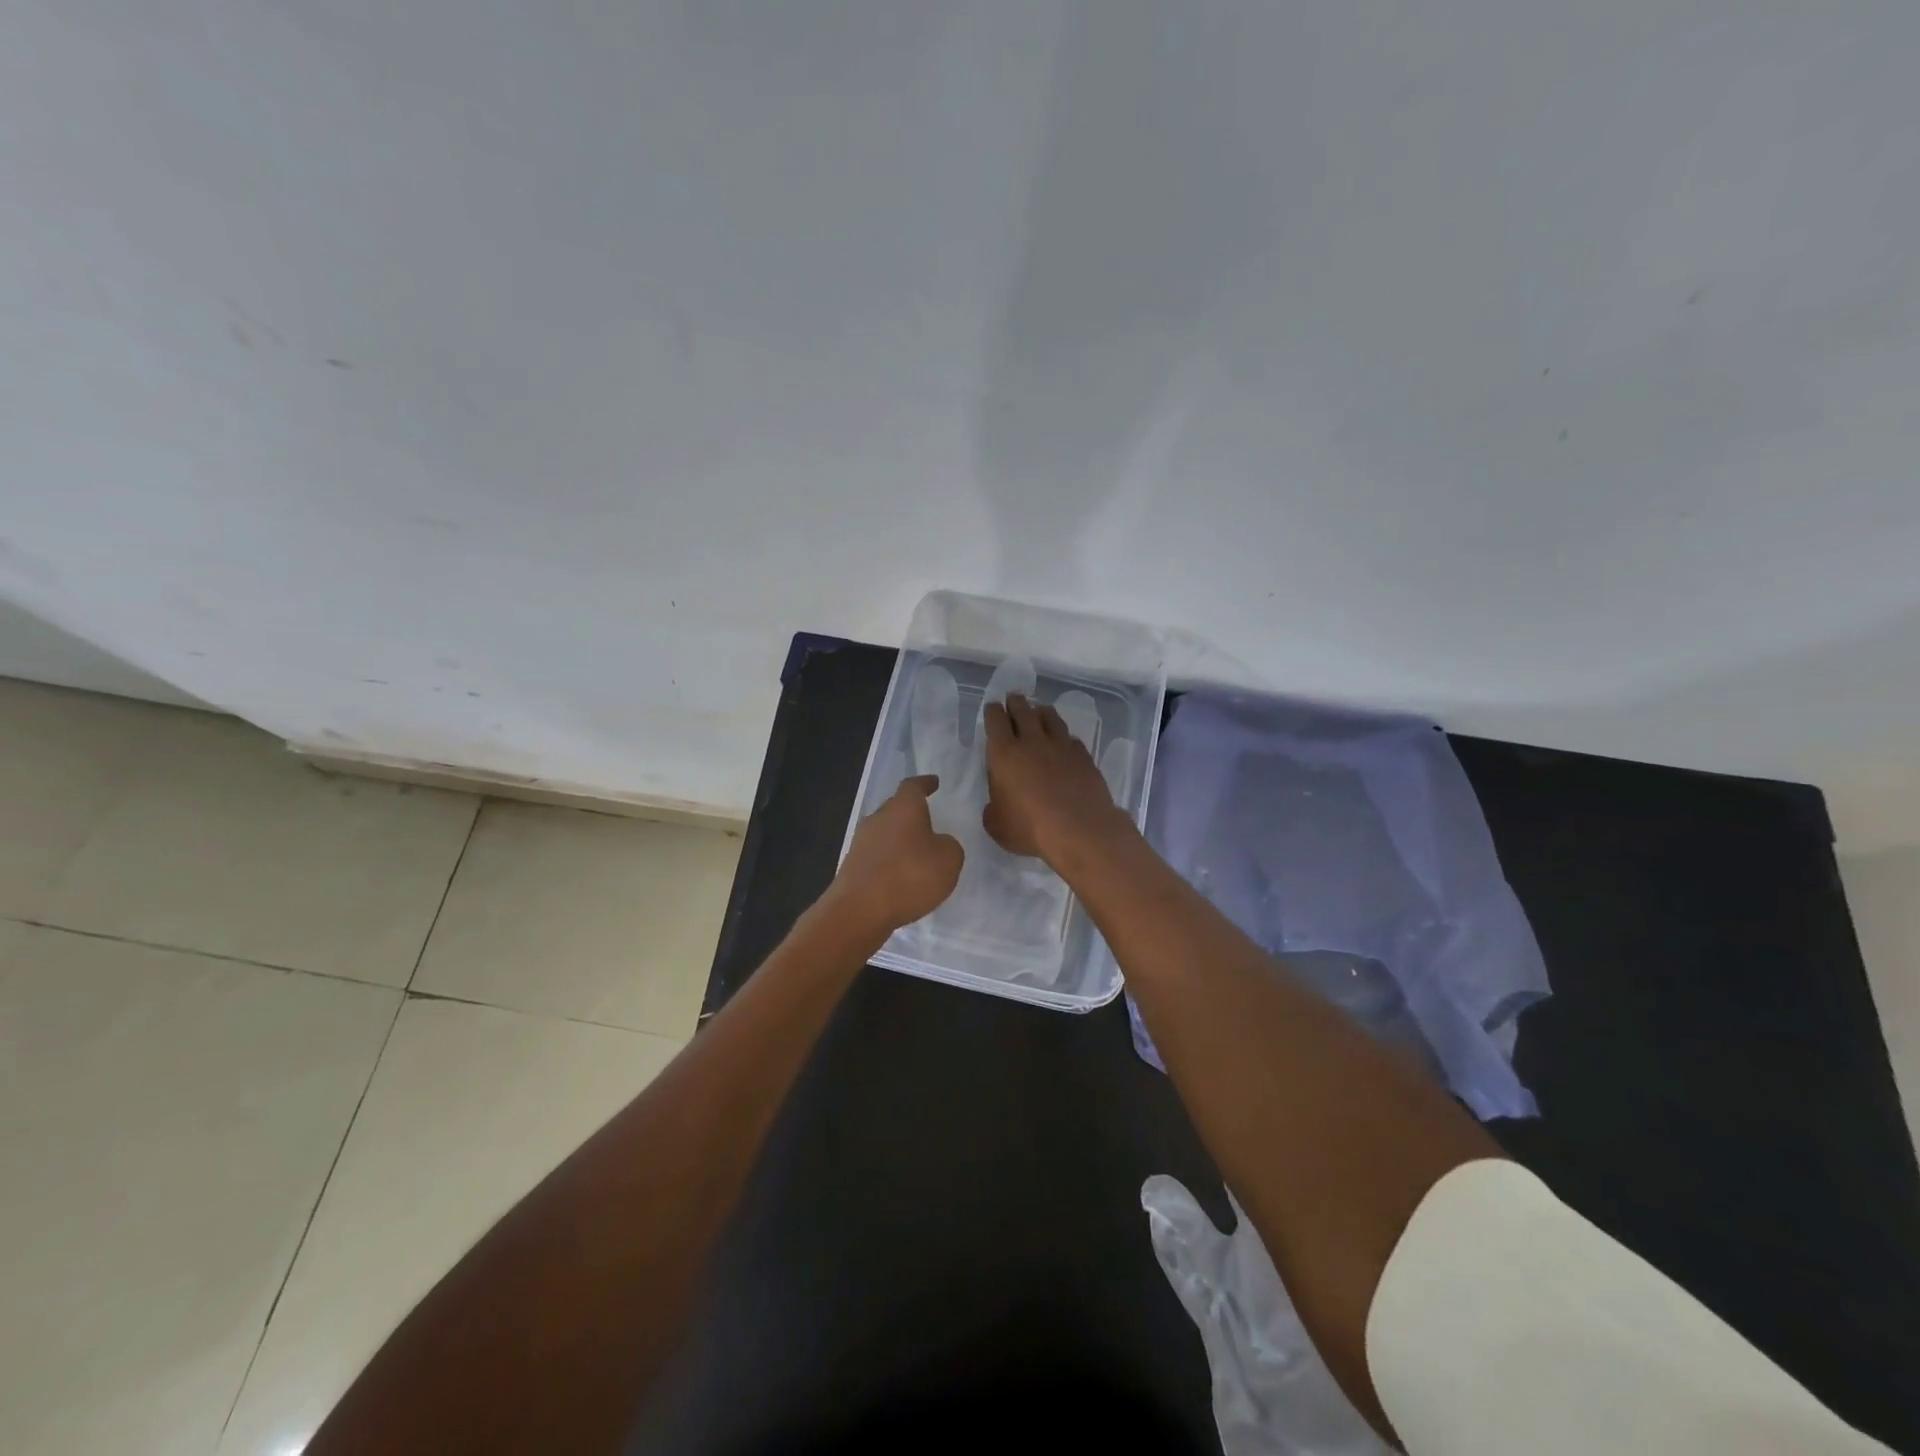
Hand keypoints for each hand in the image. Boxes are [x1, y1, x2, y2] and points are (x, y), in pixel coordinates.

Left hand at [829, 774, 964, 936]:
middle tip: (929, 823)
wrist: (859, 910)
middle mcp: (878, 818)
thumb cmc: (910, 876)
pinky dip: (890, 862)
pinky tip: (901, 878)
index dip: (925, 783)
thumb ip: (949, 846)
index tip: (934, 783)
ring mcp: (861, 842)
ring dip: (900, 840)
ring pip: (885, 833)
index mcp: (903, 807)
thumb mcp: (949, 859)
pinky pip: (877, 856)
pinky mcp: (852, 867)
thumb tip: (938, 844)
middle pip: (896, 808)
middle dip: (912, 814)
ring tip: (917, 855)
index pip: (913, 786)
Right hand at [983, 693, 1136, 864]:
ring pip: (1050, 717)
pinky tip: (1065, 743)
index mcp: (1004, 753)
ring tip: (1039, 712)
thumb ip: (993, 809)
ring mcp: (1061, 746)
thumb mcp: (997, 825)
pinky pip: (1071, 738)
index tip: (993, 709)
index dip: (993, 711)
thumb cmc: (1030, 828)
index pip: (995, 720)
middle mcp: (1032, 741)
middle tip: (1014, 699)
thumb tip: (997, 805)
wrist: (1080, 829)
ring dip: (1041, 712)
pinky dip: (1064, 737)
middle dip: (1016, 702)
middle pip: (1023, 710)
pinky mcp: (1084, 756)